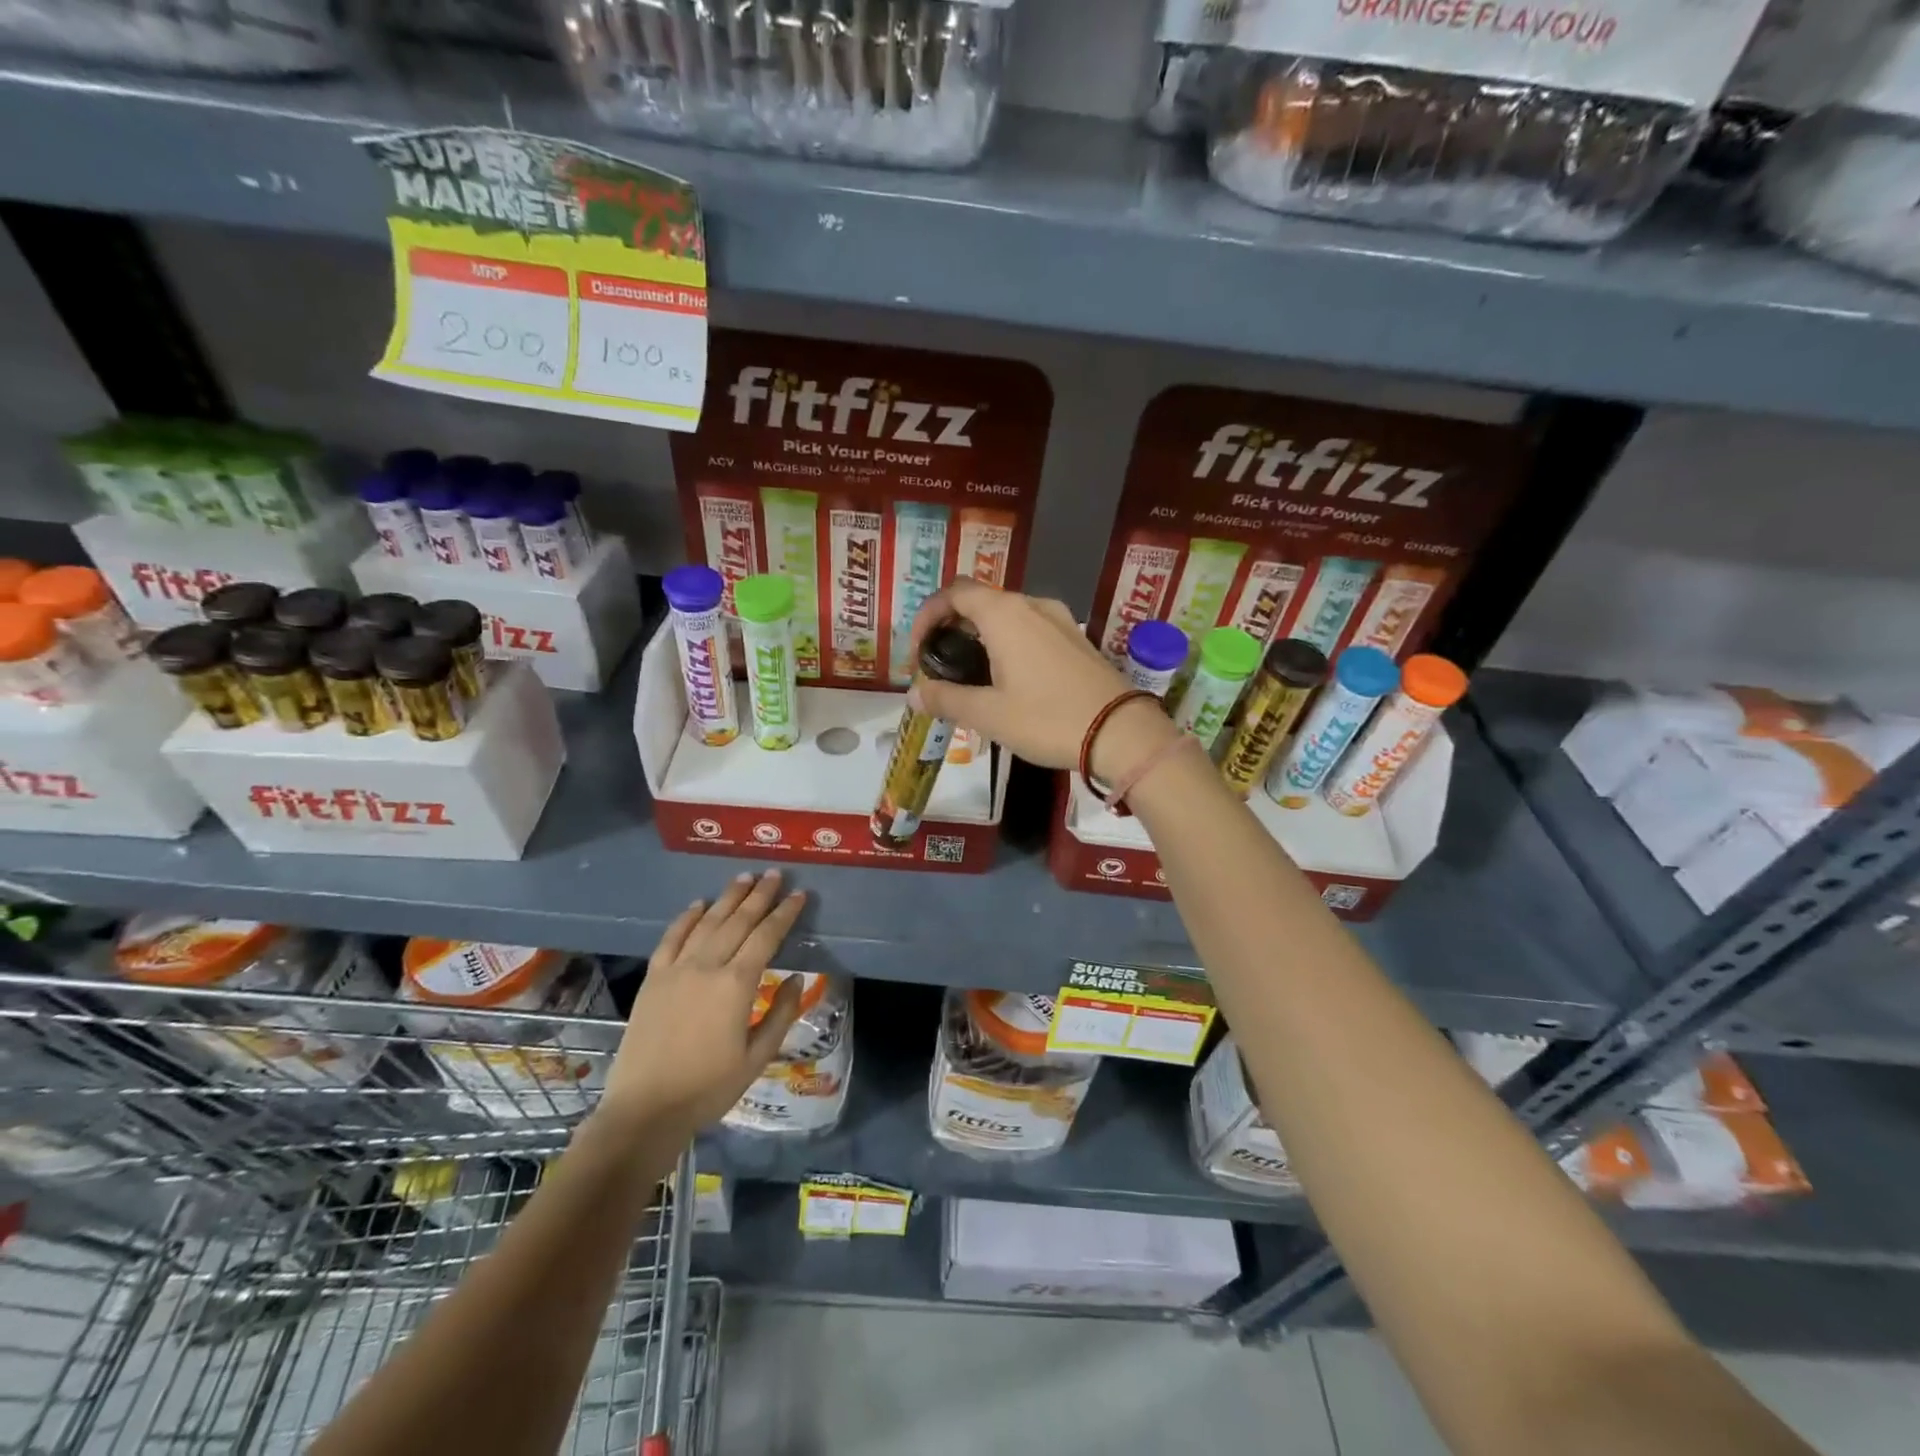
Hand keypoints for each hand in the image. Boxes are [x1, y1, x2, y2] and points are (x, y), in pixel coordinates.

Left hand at [600, 870, 806, 1141]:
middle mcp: (707, 966)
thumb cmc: (708, 1089)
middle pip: (738, 921)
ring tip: (744, 877)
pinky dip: (686, 918)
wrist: (644, 1110)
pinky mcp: (653, 979)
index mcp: (736, 985)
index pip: (766, 937)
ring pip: (707, 922)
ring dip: (727, 898)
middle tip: (774, 874)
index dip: (784, 913)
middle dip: (759, 895)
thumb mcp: (757, 1058)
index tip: (798, 894)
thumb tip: (796, 978)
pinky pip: (671, 938)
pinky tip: (698, 904)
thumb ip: (781, 1014)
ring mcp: (676, 970)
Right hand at [905, 577, 1177, 781]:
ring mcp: (1059, 620)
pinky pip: (1030, 629)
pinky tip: (1007, 680)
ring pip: (1006, 616)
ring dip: (979, 638)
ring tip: (969, 677)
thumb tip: (913, 695)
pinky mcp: (1076, 638)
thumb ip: (945, 699)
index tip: (917, 654)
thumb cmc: (1048, 719)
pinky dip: (1007, 644)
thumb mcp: (988, 714)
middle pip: (979, 601)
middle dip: (951, 629)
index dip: (926, 617)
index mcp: (1005, 614)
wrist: (1121, 733)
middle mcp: (1032, 605)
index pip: (953, 593)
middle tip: (938, 668)